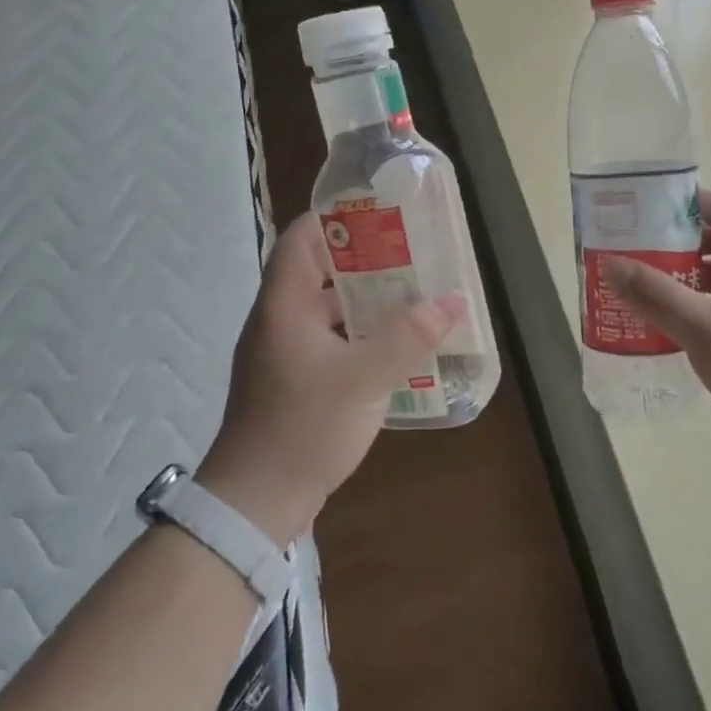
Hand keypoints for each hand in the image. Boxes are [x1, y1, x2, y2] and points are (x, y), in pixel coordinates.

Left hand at [195, 212, 459, 543]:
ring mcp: (284, 353)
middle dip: (364, 259)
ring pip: (327, 310)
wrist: (257, 500)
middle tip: (411, 253)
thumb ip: (410, 335)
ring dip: (365, 301)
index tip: (377, 209)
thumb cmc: (305, 425)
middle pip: (319, 272)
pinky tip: (395, 345)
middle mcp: (279, 321)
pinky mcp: (293, 381)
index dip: (333, 217)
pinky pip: (330, 342)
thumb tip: (453, 299)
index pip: (300, 239)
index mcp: (284, 304)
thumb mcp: (365, 377)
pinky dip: (359, 335)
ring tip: (412, 294)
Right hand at [605, 191, 710, 471]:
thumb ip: (656, 295)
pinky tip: (668, 327)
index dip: (690, 202)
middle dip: (677, 242)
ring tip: (642, 287)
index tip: (648, 211)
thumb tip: (611, 263)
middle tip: (635, 251)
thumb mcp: (702, 328)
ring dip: (684, 277)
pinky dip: (695, 308)